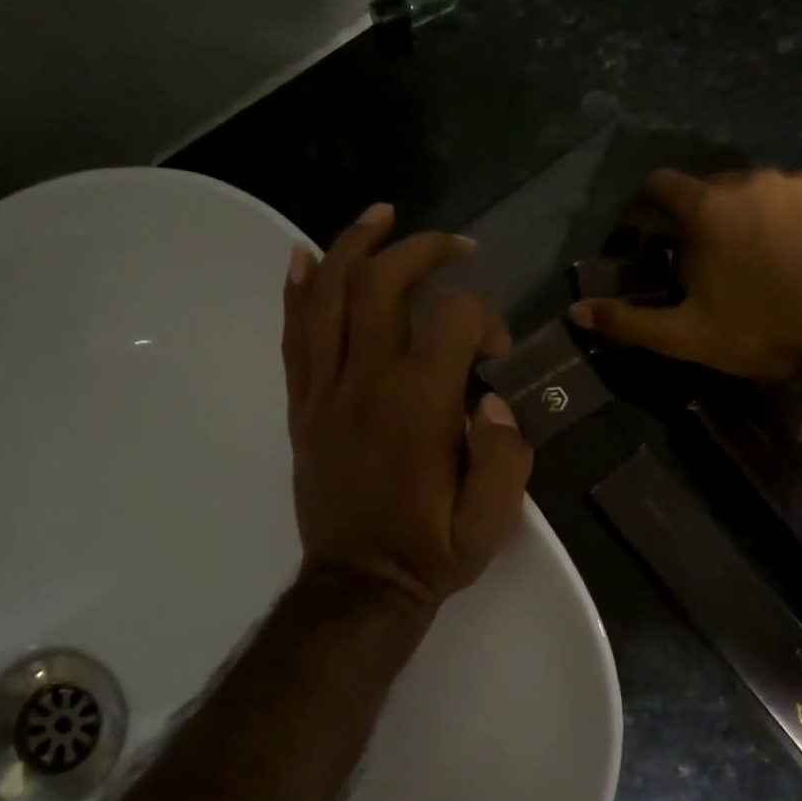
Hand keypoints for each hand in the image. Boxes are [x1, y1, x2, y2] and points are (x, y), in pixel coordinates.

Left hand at [282, 204, 534, 611]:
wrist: (357, 585)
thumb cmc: (430, 551)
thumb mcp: (492, 522)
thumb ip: (507, 456)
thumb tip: (494, 400)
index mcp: (420, 405)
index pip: (453, 319)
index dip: (485, 318)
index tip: (496, 352)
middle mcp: (367, 381)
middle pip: (384, 283)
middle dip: (422, 250)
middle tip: (454, 246)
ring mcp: (325, 390)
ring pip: (330, 296)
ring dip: (355, 246)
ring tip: (380, 215)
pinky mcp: (302, 405)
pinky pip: (294, 336)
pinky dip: (298, 291)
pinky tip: (305, 256)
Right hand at [570, 167, 801, 379]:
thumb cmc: (756, 331)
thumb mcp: (683, 334)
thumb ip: (626, 319)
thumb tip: (574, 311)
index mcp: (708, 207)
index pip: (661, 184)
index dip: (648, 205)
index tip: (648, 230)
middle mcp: (753, 180)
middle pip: (712, 187)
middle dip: (703, 215)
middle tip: (709, 256)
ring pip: (761, 190)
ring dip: (750, 213)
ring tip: (760, 254)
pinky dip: (795, 217)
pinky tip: (801, 250)